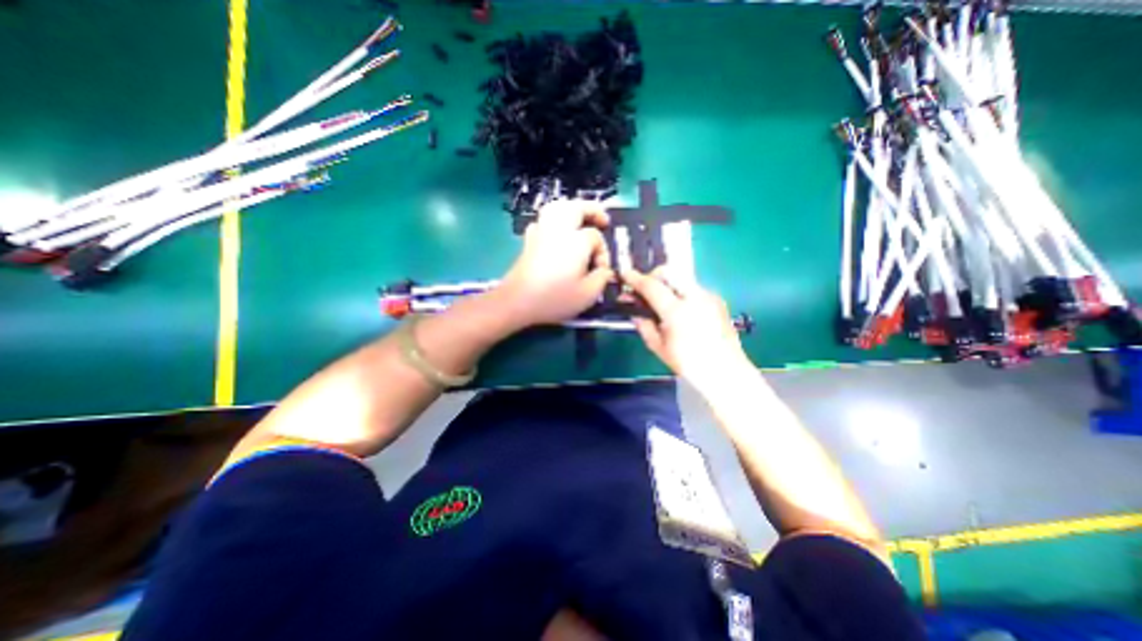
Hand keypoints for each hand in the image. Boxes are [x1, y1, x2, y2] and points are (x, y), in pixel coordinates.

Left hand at [496, 198, 609, 328]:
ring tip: (581, 219)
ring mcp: (541, 233)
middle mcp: (559, 230)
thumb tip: (604, 270)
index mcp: (576, 241)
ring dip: (572, 209)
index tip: (601, 270)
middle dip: (592, 210)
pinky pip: (542, 221)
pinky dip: (552, 221)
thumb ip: (602, 278)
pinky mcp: (529, 241)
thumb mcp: (588, 294)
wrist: (517, 301)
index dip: (603, 252)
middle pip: (576, 207)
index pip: (596, 237)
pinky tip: (556, 233)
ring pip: (557, 208)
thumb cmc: (555, 298)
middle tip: (603, 221)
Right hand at [623, 268, 751, 388]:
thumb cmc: (688, 364)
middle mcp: (694, 297)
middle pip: (669, 272)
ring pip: (682, 278)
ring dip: (668, 284)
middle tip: (645, 291)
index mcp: (677, 311)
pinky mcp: (717, 300)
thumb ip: (644, 325)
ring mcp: (708, 296)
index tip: (624, 274)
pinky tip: (681, 310)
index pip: (651, 286)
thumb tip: (635, 312)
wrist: (725, 371)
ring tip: (662, 302)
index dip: (635, 279)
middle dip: (653, 277)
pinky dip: (681, 292)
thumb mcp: (659, 347)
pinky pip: (693, 288)